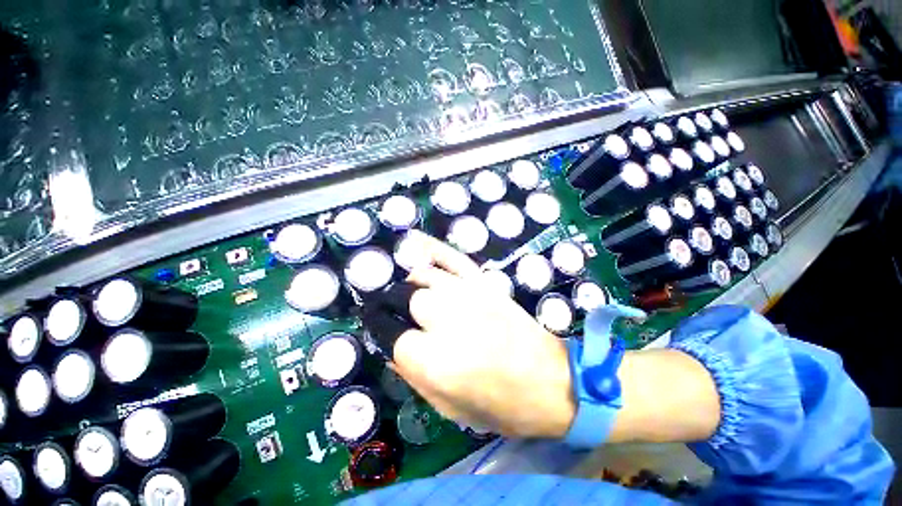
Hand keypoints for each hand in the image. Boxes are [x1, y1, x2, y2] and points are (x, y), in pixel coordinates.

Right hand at [391, 232, 575, 438]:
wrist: (550, 382)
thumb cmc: (499, 405)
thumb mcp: (449, 408)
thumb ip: (413, 376)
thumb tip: (391, 347)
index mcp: (434, 361)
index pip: (392, 336)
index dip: (385, 334)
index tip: (383, 331)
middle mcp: (446, 320)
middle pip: (406, 300)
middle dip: (399, 309)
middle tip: (400, 316)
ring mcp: (467, 295)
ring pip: (424, 278)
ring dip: (412, 285)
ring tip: (409, 292)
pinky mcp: (483, 284)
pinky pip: (453, 258)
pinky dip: (433, 249)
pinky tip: (416, 243)